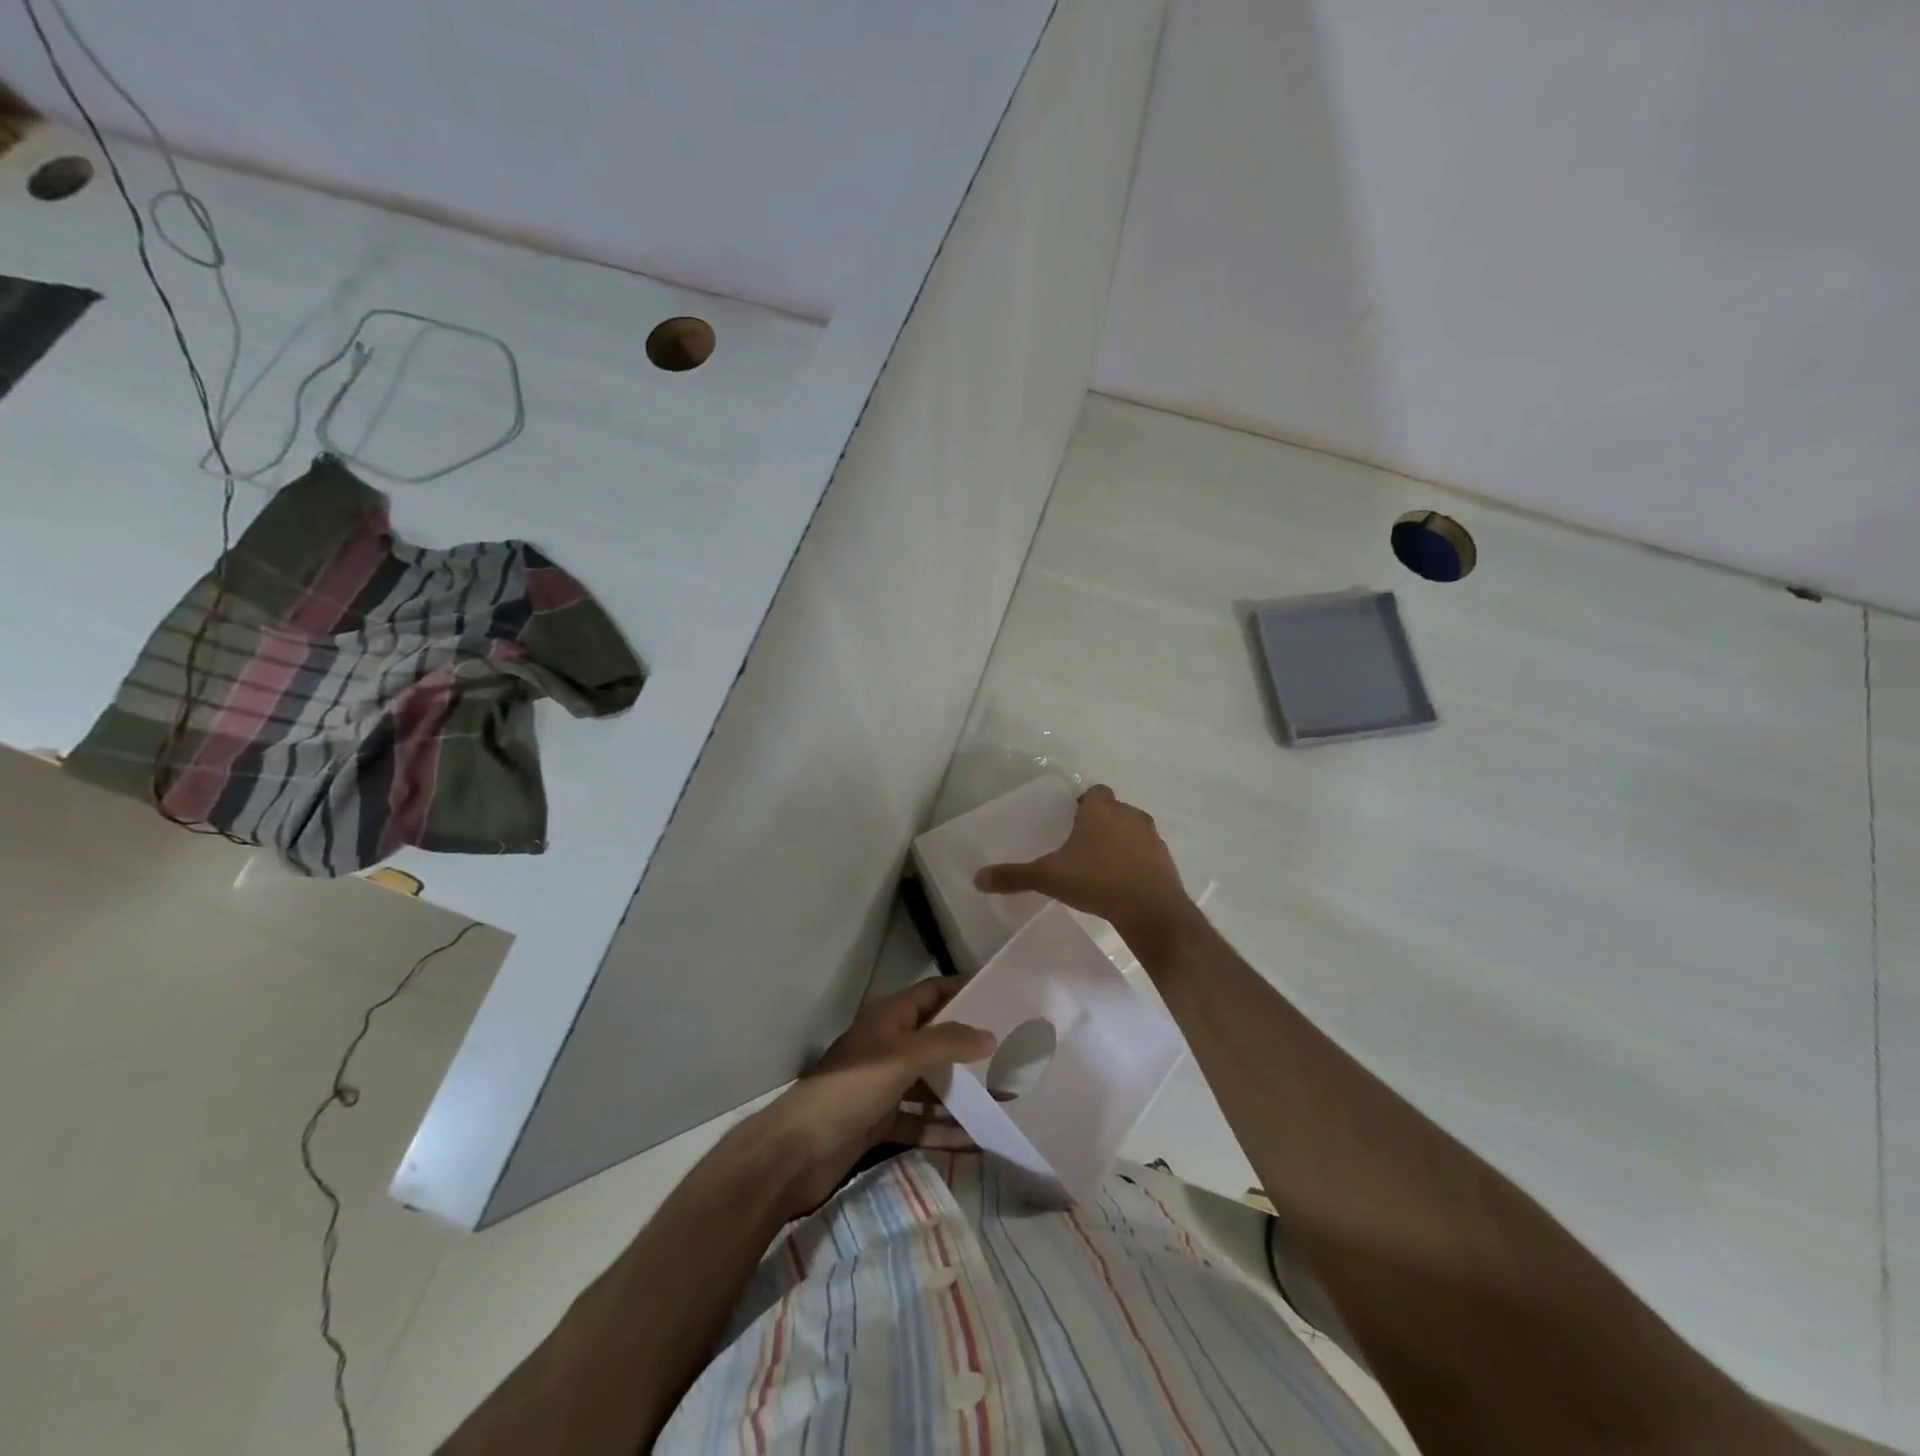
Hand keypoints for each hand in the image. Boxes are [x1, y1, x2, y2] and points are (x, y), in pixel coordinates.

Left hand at [753, 980, 994, 1218]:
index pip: (932, 993)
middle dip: (970, 1046)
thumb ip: (947, 1043)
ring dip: (961, 1091)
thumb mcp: (903, 1057)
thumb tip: (989, 1034)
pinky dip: (943, 1128)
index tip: (1002, 994)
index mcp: (889, 1018)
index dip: (963, 990)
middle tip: (1014, 1051)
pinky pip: (920, 1119)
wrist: (798, 1151)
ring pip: (930, 1082)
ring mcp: (883, 1085)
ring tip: (1005, 1098)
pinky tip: (976, 1140)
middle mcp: (888, 1046)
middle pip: (935, 1039)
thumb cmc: (852, 1088)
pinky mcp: (880, 1121)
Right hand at [974, 784, 1196, 948]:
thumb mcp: (1049, 877)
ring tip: (1100, 865)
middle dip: (1099, 823)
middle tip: (1080, 845)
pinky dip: (1135, 862)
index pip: (1094, 792)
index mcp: (1101, 810)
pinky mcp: (1165, 861)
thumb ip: (1014, 876)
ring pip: (1132, 831)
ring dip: (1119, 842)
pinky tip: (1122, 883)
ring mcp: (1151, 838)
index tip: (1071, 821)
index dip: (1084, 803)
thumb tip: (978, 878)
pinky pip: (1146, 854)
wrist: (1151, 910)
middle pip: (1113, 810)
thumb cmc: (1097, 881)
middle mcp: (1129, 815)